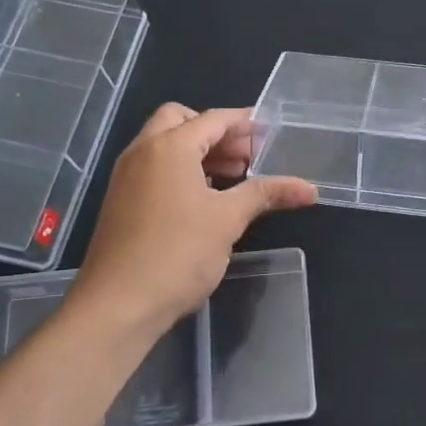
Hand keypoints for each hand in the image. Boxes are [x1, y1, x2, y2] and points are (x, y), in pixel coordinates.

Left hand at [66, 104, 316, 350]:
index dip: (243, 123)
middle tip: (246, 156)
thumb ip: (266, 194)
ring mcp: (126, 176)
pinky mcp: (120, 201)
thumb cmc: (178, 253)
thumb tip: (309, 188)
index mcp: (170, 147)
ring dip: (197, 152)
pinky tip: (203, 199)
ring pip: (164, 145)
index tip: (270, 131)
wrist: (117, 306)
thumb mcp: (228, 220)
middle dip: (215, 132)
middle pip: (180, 121)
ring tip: (232, 177)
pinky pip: (154, 168)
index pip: (212, 119)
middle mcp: (143, 151)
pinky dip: (180, 170)